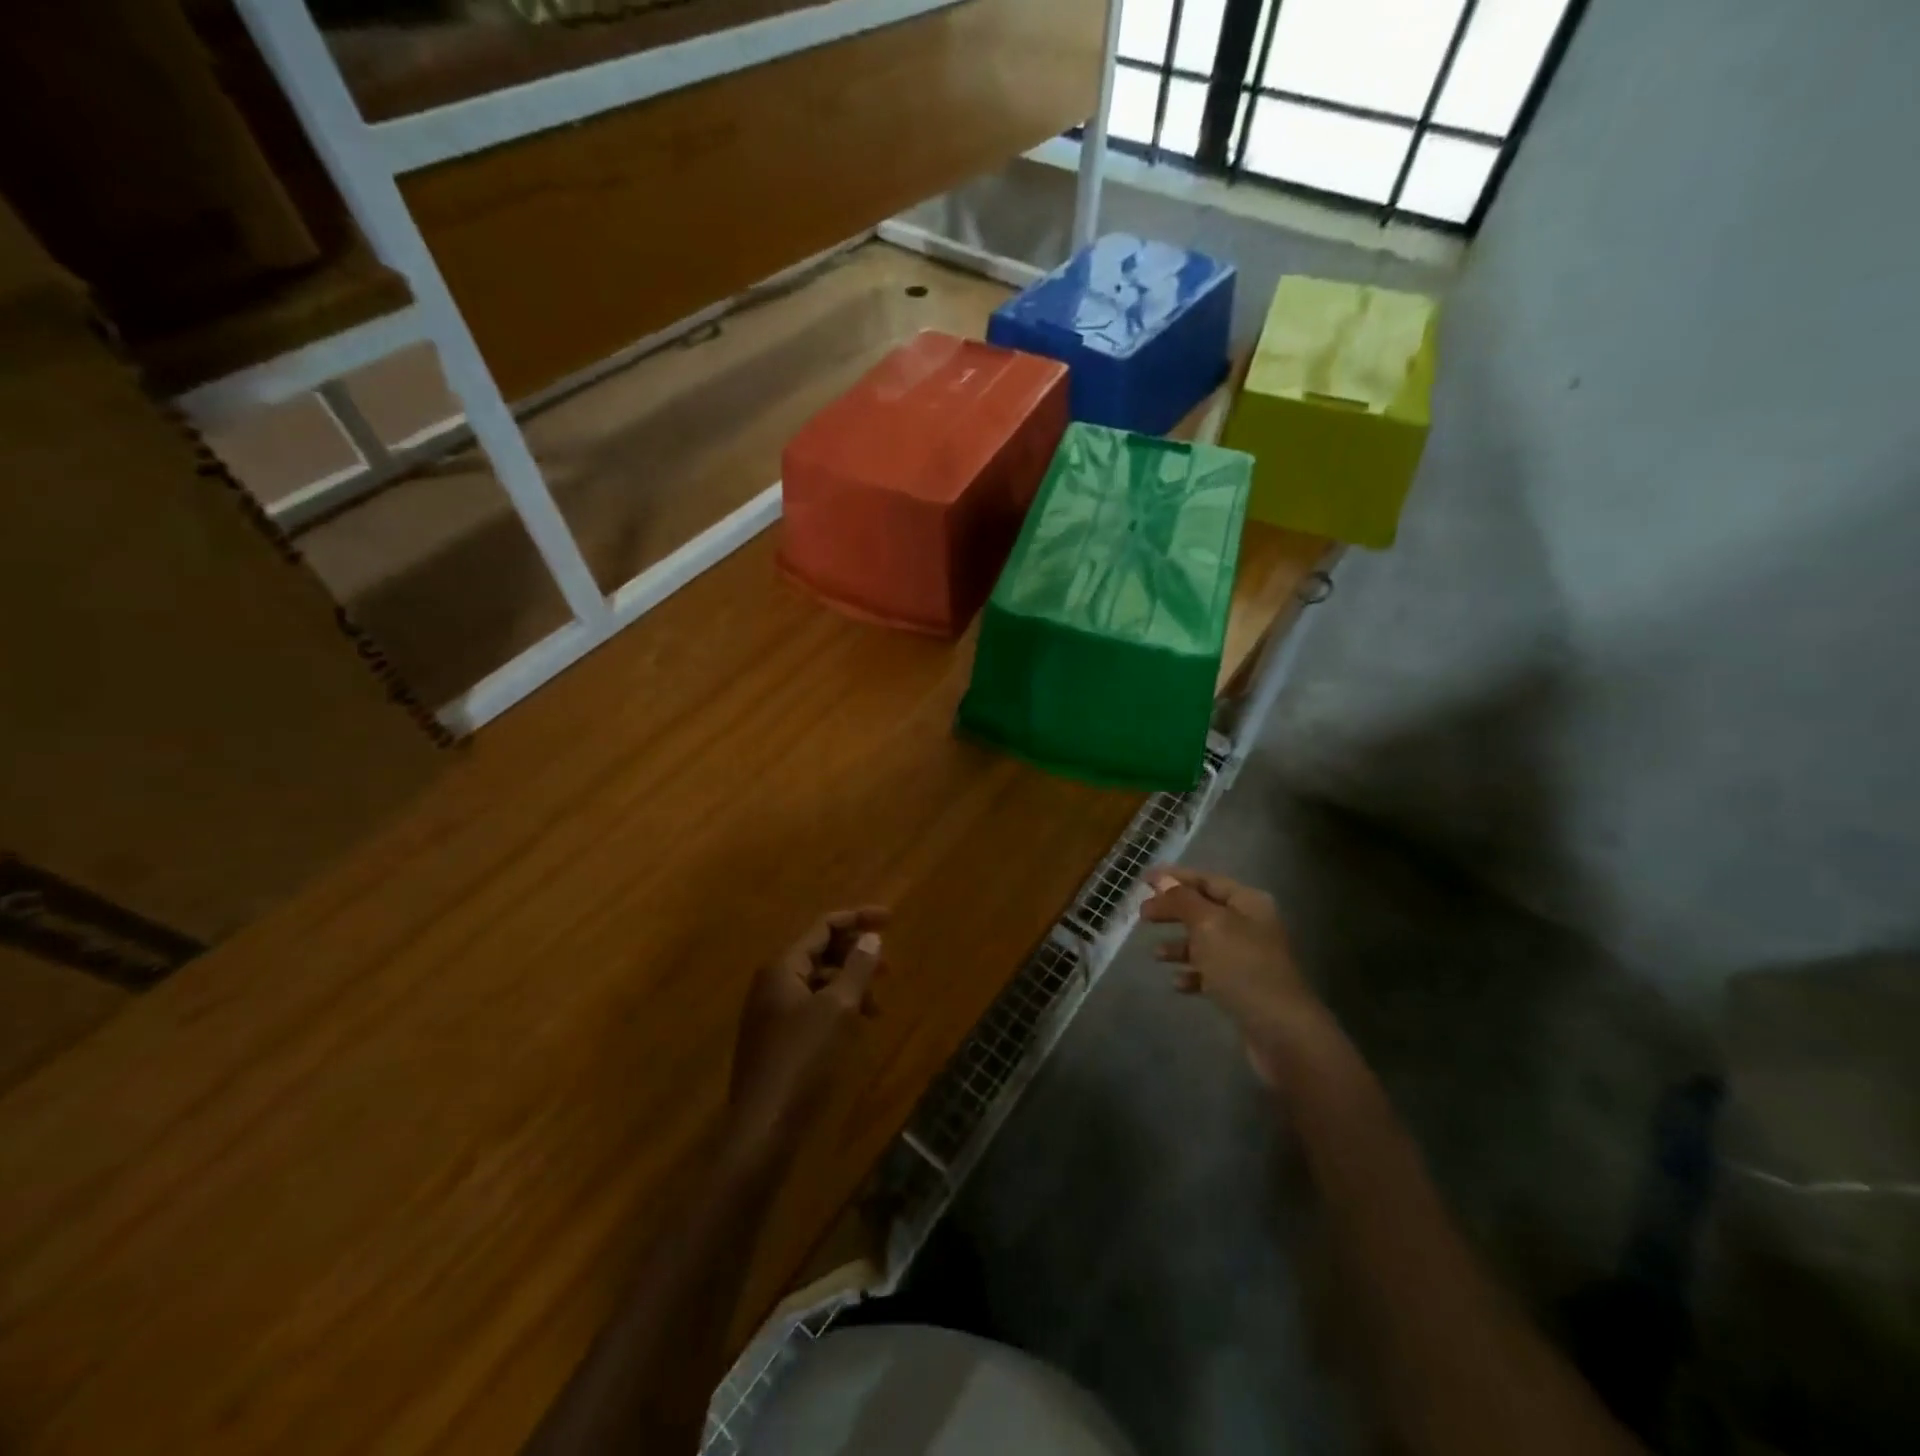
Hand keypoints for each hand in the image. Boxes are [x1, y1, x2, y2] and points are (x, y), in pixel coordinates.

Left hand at [724, 906, 888, 1170]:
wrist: (764, 1126)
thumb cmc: (803, 1059)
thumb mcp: (838, 1008)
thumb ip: (856, 968)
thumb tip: (870, 937)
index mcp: (782, 967)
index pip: (823, 926)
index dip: (858, 918)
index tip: (891, 920)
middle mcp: (772, 982)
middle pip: (818, 951)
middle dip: (855, 954)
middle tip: (889, 968)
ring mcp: (771, 1011)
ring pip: (817, 981)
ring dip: (849, 984)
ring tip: (877, 1005)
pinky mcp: (776, 1038)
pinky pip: (811, 1006)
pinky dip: (836, 1006)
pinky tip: (855, 1026)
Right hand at [1141, 867, 1320, 1086]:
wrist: (1282, 1031)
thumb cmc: (1243, 967)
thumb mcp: (1209, 926)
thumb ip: (1183, 900)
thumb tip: (1163, 879)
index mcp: (1248, 902)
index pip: (1206, 880)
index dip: (1174, 878)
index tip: (1142, 880)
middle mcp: (1251, 925)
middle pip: (1204, 909)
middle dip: (1172, 911)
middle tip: (1142, 916)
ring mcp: (1249, 957)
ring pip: (1206, 942)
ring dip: (1179, 945)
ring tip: (1156, 955)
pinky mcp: (1245, 987)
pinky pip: (1212, 972)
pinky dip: (1193, 973)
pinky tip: (1178, 983)